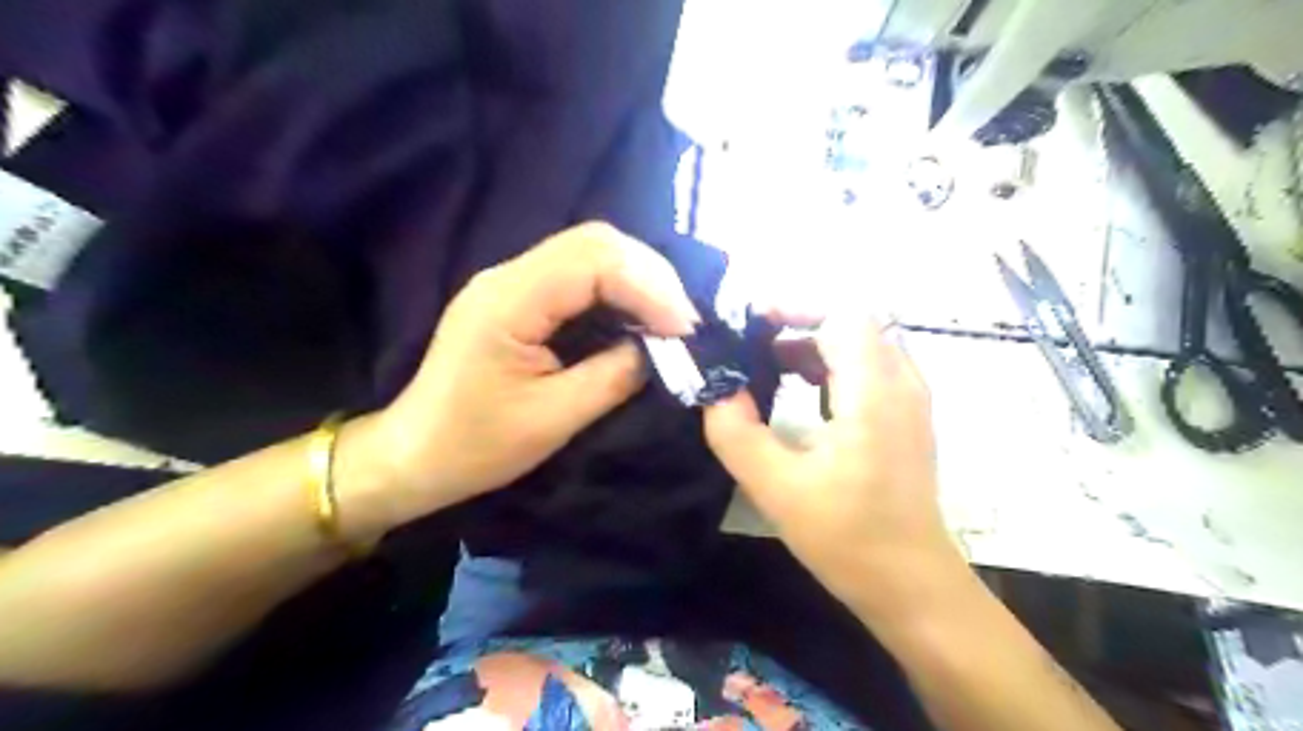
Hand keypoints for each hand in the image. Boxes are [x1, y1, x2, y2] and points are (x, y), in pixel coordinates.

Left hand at [341, 221, 695, 530]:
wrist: (416, 454)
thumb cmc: (477, 446)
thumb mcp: (555, 418)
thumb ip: (615, 375)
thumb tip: (662, 348)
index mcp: (509, 300)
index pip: (595, 260)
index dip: (651, 287)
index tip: (686, 329)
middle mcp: (508, 274)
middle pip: (595, 242)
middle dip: (651, 276)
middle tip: (684, 322)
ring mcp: (510, 280)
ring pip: (590, 252)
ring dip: (638, 280)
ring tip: (669, 319)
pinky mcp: (518, 296)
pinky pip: (578, 275)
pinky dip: (618, 290)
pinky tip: (636, 318)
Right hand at [702, 316, 965, 620]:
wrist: (911, 584)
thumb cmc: (847, 537)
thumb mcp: (776, 488)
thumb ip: (736, 432)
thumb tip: (716, 389)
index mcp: (873, 393)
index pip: (844, 314)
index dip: (797, 306)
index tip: (752, 322)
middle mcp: (901, 384)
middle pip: (853, 323)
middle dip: (799, 324)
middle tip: (752, 344)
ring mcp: (910, 401)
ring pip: (863, 344)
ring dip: (815, 345)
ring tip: (768, 364)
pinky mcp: (907, 418)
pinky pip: (871, 368)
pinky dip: (833, 365)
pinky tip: (802, 391)